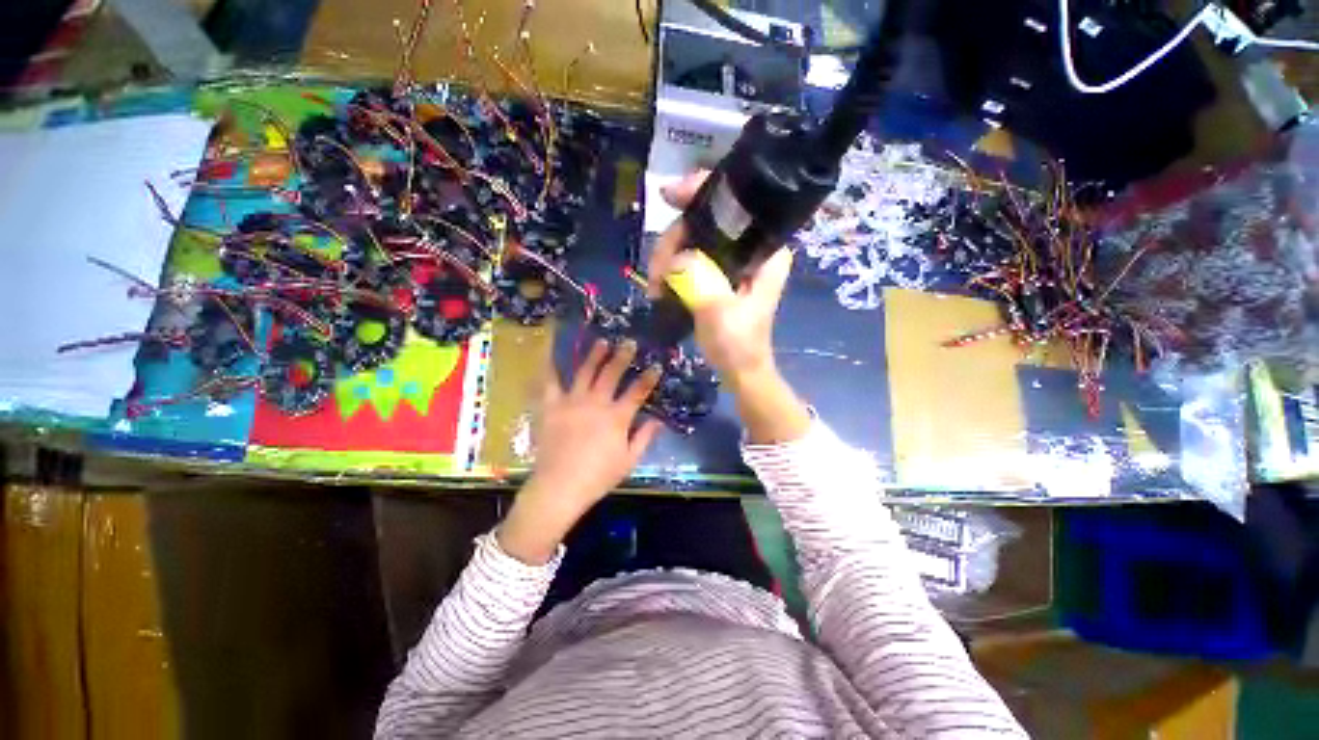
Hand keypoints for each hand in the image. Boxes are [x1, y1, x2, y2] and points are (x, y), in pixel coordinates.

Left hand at [497, 339, 662, 564]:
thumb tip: (659, 420)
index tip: (656, 365)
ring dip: (595, 355)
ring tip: (602, 342)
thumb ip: (645, 437)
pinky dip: (550, 366)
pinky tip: (551, 352)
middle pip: (612, 374)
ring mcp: (572, 401)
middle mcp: (596, 403)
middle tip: (630, 342)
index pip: (638, 391)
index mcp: (617, 417)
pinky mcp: (552, 406)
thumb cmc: (598, 476)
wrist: (560, 486)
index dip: (649, 377)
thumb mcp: (629, 461)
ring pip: (585, 372)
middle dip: (623, 356)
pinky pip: (549, 382)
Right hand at [648, 171, 810, 444]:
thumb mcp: (720, 313)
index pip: (736, 204)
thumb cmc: (738, 344)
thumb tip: (675, 258)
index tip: (668, 195)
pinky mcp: (718, 272)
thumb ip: (700, 281)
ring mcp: (733, 259)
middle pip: (706, 219)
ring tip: (656, 286)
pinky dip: (672, 265)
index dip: (701, 192)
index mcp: (765, 249)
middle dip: (674, 239)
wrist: (739, 370)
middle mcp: (751, 246)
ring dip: (667, 256)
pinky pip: (690, 255)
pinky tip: (660, 283)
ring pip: (694, 237)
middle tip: (656, 272)